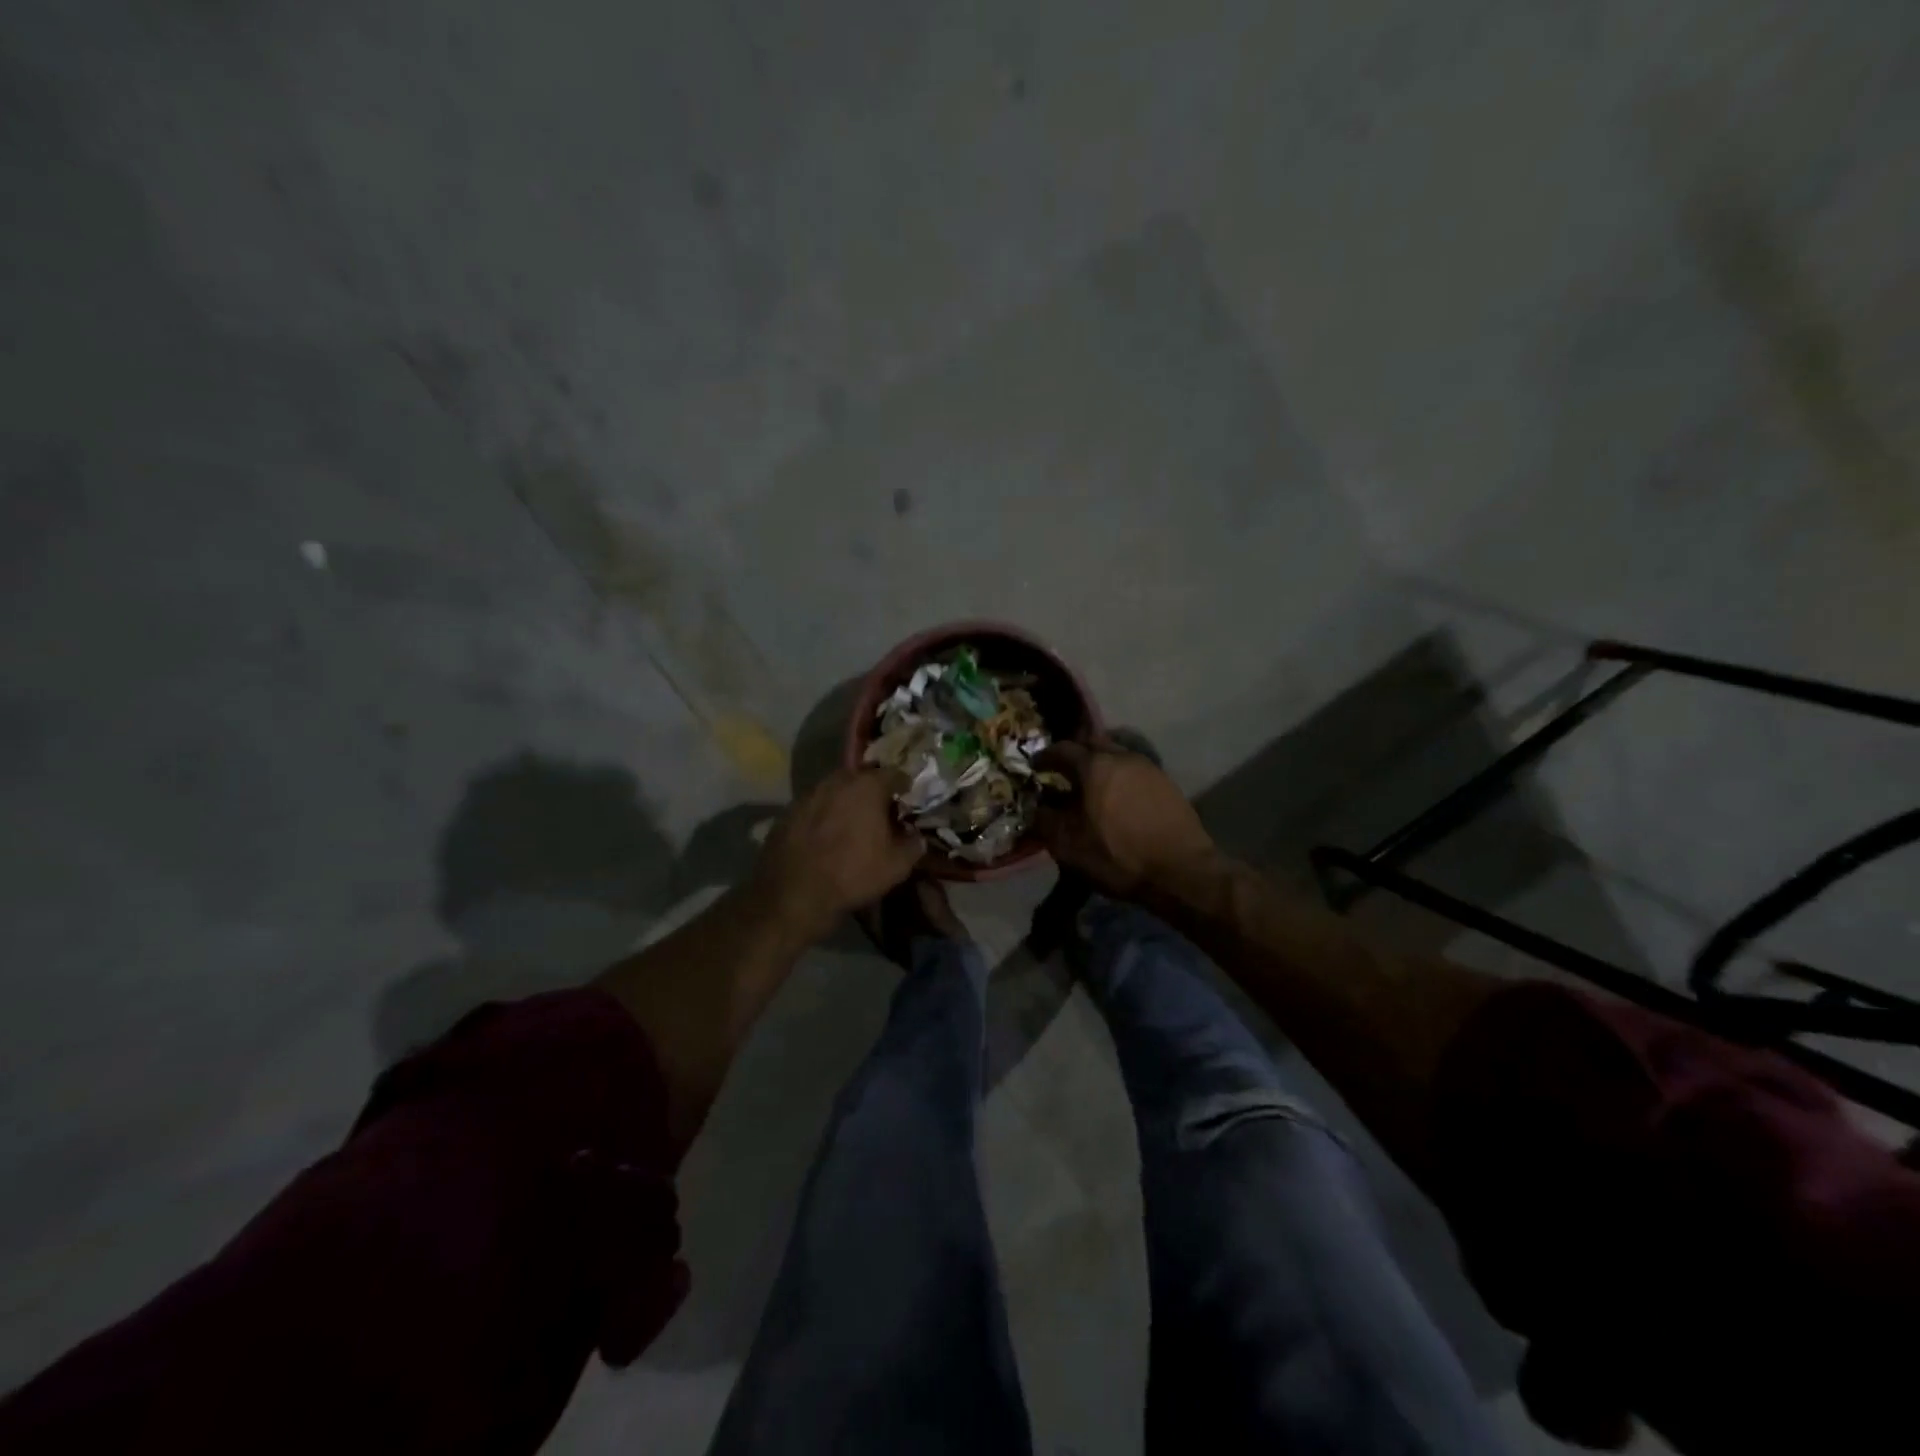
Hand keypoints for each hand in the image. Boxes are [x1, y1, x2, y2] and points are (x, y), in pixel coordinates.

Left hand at [751, 768, 925, 940]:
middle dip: (873, 790)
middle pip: (862, 777)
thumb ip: (913, 844)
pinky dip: (824, 814)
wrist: (794, 894)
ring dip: (846, 801)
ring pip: (835, 790)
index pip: (895, 774)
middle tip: (880, 811)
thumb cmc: (853, 874)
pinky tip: (825, 835)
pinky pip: (815, 806)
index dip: (904, 786)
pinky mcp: (788, 811)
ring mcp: (809, 794)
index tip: (907, 800)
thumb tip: (916, 836)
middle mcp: (837, 781)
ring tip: (851, 823)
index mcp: (867, 786)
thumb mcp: (897, 865)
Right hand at [1034, 738, 1215, 898]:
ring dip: (1100, 766)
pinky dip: (1119, 778)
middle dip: (1075, 755)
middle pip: (1092, 744)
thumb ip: (1045, 820)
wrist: (1182, 872)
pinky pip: (1134, 771)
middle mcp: (1122, 756)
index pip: (1062, 749)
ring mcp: (1149, 768)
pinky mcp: (1166, 784)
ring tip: (1090, 788)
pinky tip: (1117, 799)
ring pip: (1116, 756)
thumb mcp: (1068, 845)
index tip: (1035, 767)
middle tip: (1063, 772)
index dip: (1045, 756)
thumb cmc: (1118, 856)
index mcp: (1095, 765)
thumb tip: (1037, 807)